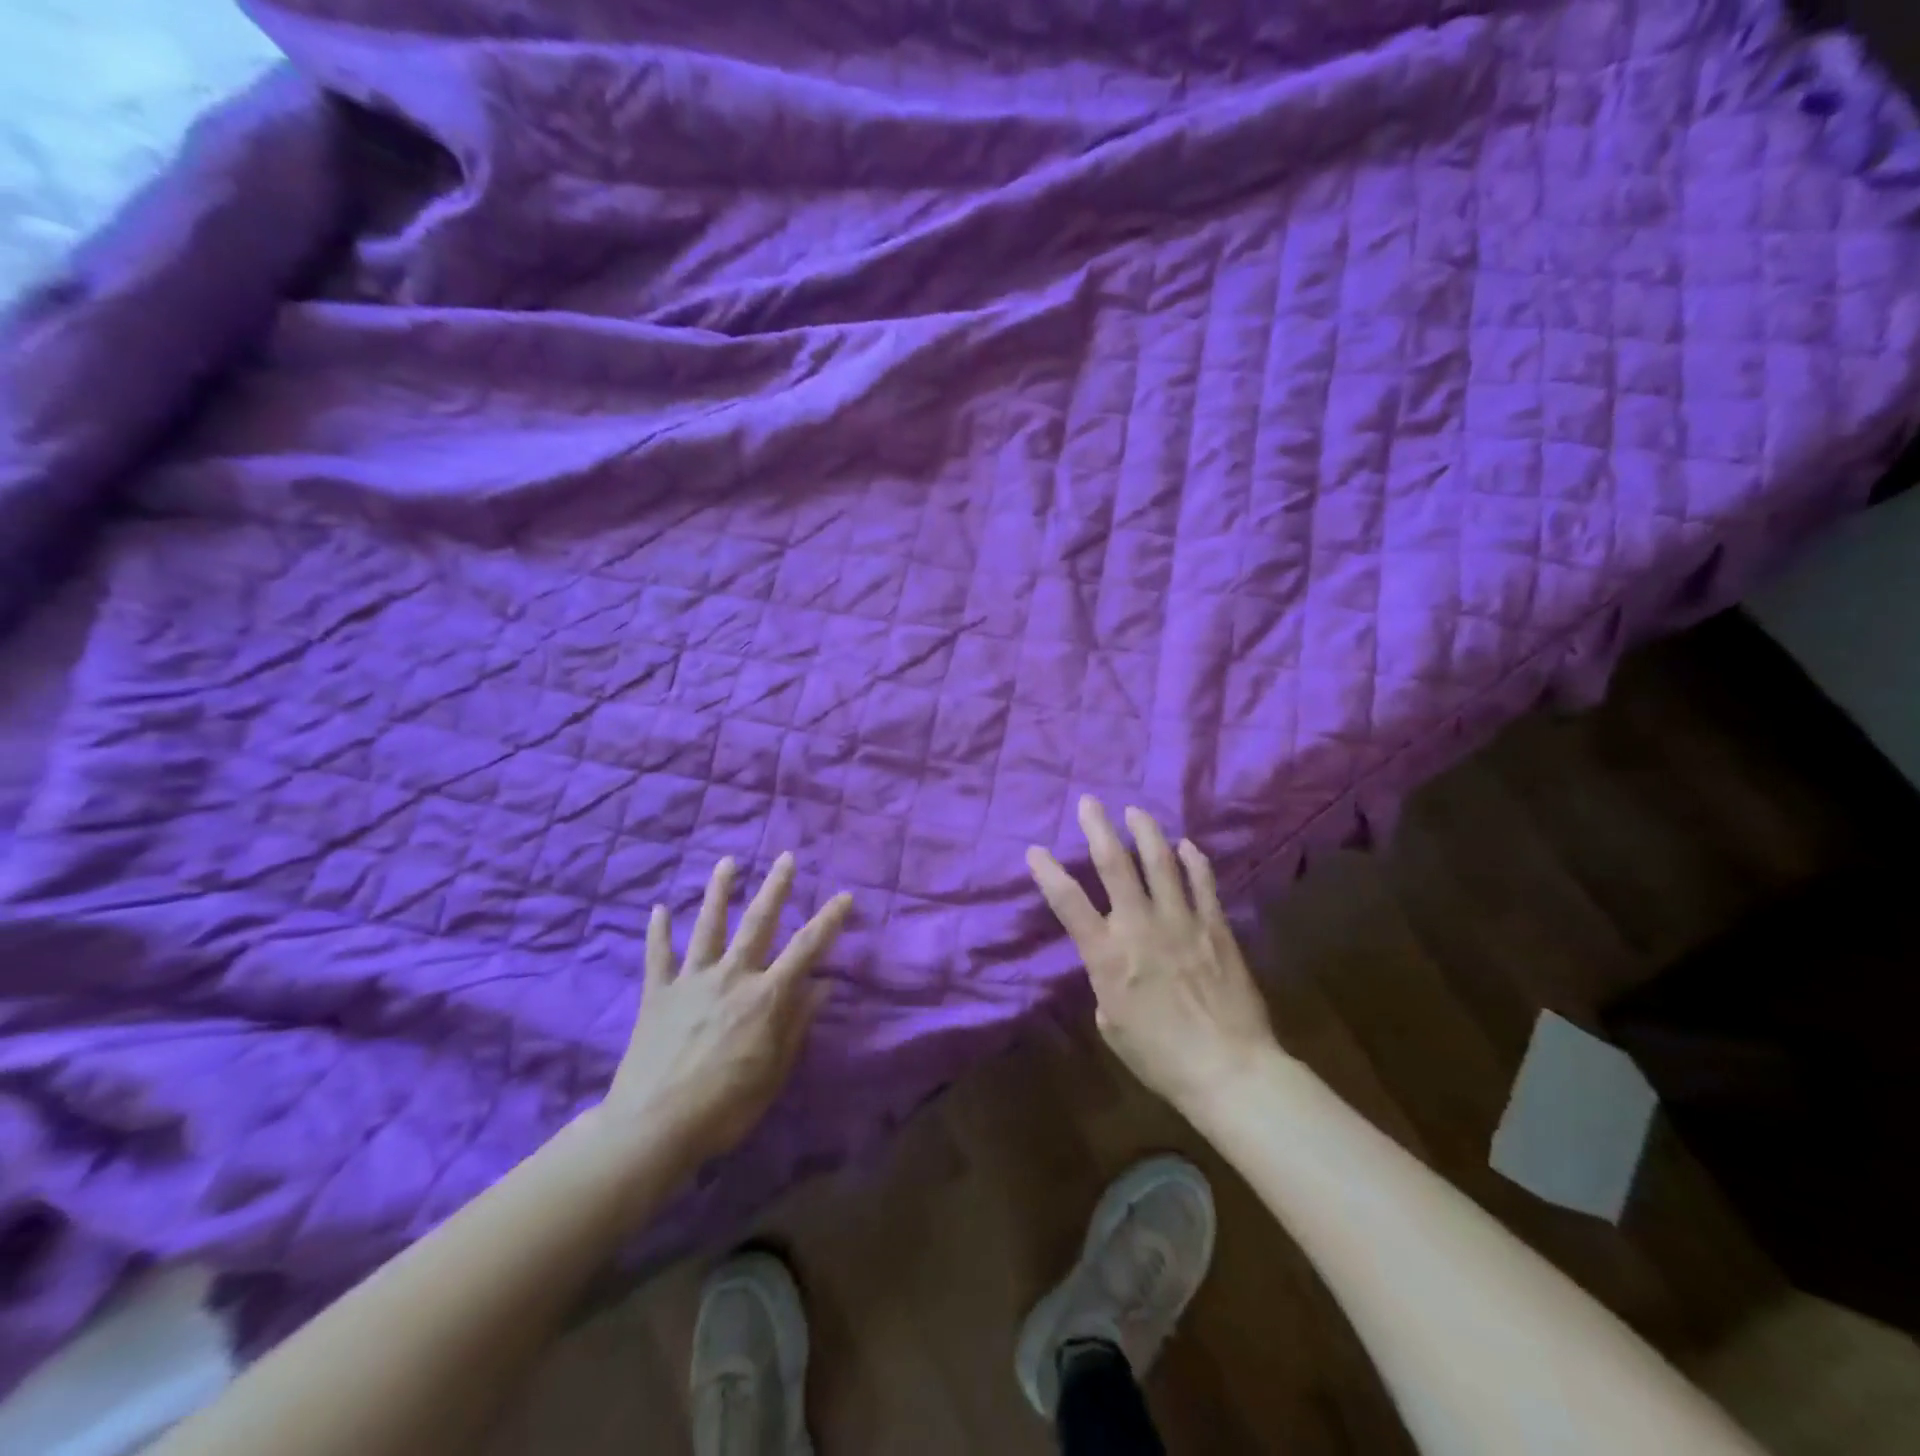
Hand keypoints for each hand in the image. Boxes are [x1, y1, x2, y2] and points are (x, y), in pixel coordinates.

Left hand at [598, 853, 851, 1174]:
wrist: (654, 1127)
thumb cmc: (726, 1106)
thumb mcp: (775, 1071)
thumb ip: (798, 1023)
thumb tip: (825, 984)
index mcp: (766, 996)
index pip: (807, 948)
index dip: (829, 920)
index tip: (845, 895)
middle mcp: (732, 976)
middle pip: (758, 923)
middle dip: (775, 888)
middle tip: (786, 857)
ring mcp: (692, 980)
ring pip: (708, 926)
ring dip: (719, 892)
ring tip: (727, 862)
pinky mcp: (658, 993)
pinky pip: (658, 956)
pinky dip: (658, 932)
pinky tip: (659, 909)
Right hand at [1027, 797, 1279, 1114]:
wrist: (1229, 1070)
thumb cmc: (1161, 1058)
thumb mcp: (1113, 1026)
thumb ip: (1107, 986)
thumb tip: (1115, 967)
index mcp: (1107, 955)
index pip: (1068, 902)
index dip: (1047, 873)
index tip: (1035, 850)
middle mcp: (1140, 926)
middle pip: (1114, 864)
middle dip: (1098, 829)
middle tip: (1089, 803)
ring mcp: (1181, 921)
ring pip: (1160, 862)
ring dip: (1145, 832)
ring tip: (1136, 812)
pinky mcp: (1215, 927)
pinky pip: (1203, 883)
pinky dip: (1194, 861)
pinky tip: (1187, 844)